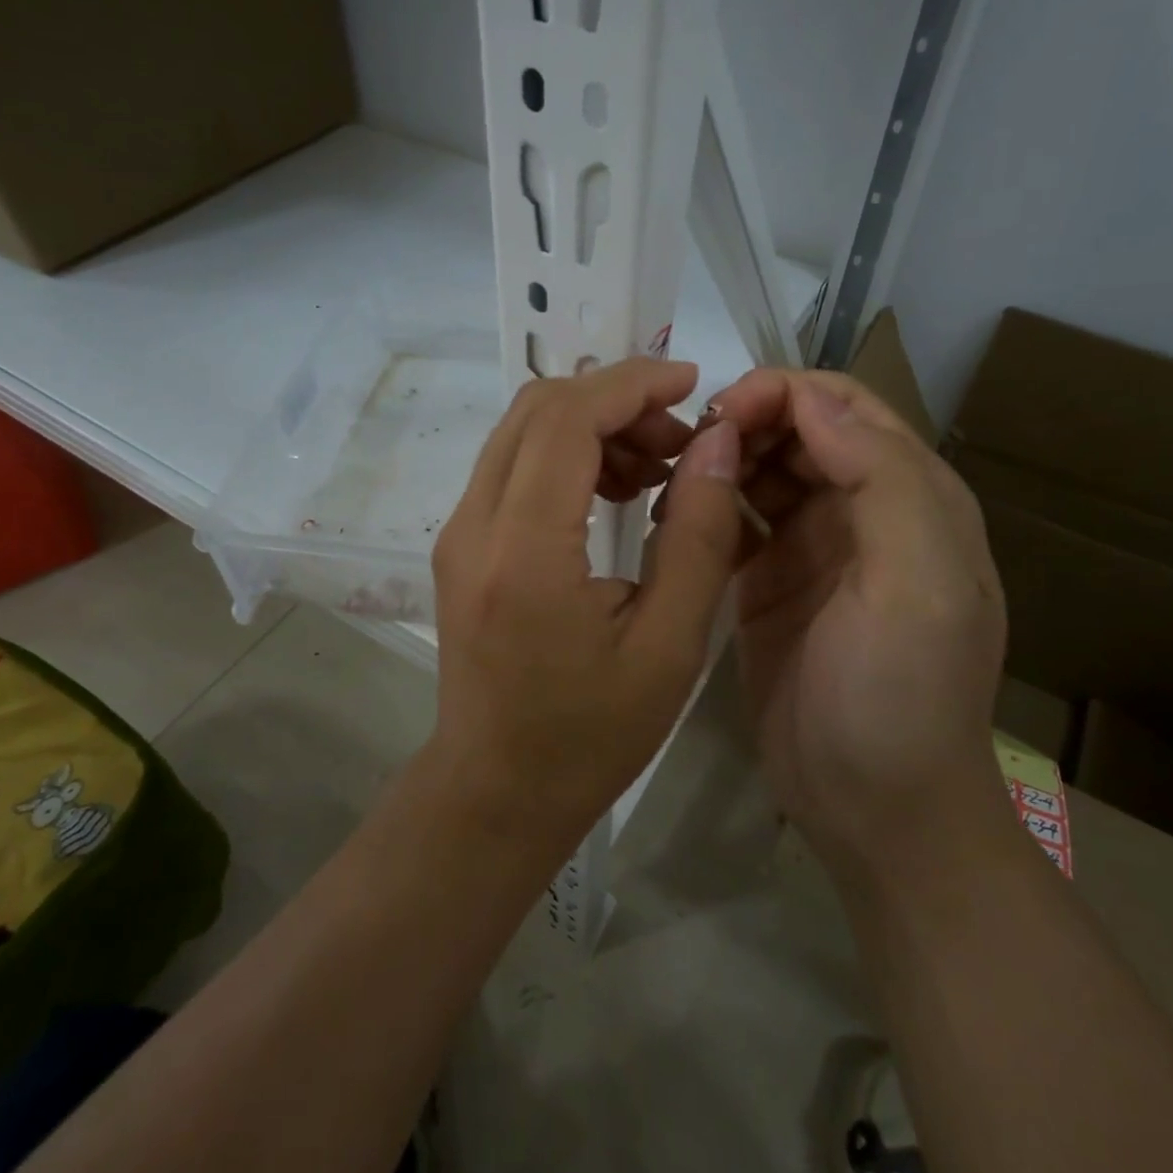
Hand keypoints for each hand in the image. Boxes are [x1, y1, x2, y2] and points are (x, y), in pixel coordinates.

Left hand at [429, 359, 745, 848]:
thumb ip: (697, 535)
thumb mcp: (669, 644)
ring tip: (656, 466)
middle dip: (615, 399)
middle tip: (681, 437)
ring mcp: (458, 531)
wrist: (496, 789)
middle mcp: (474, 525)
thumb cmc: (590, 734)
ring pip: (522, 431)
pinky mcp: (462, 543)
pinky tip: (615, 492)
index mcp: (524, 550)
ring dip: (591, 425)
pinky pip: (513, 465)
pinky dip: (566, 454)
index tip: (692, 382)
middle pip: (537, 409)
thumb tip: (715, 443)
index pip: (567, 419)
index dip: (632, 384)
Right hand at [704, 370, 1007, 878]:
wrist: (874, 811)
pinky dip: (706, 504)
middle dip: (744, 421)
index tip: (722, 413)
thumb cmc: (902, 696)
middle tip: (686, 445)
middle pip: (798, 431)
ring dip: (720, 459)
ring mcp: (811, 546)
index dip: (784, 393)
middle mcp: (861, 509)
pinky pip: (735, 519)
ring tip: (672, 477)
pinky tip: (674, 515)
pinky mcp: (767, 581)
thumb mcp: (919, 586)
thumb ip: (883, 480)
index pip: (844, 407)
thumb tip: (814, 401)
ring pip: (760, 469)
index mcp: (910, 495)